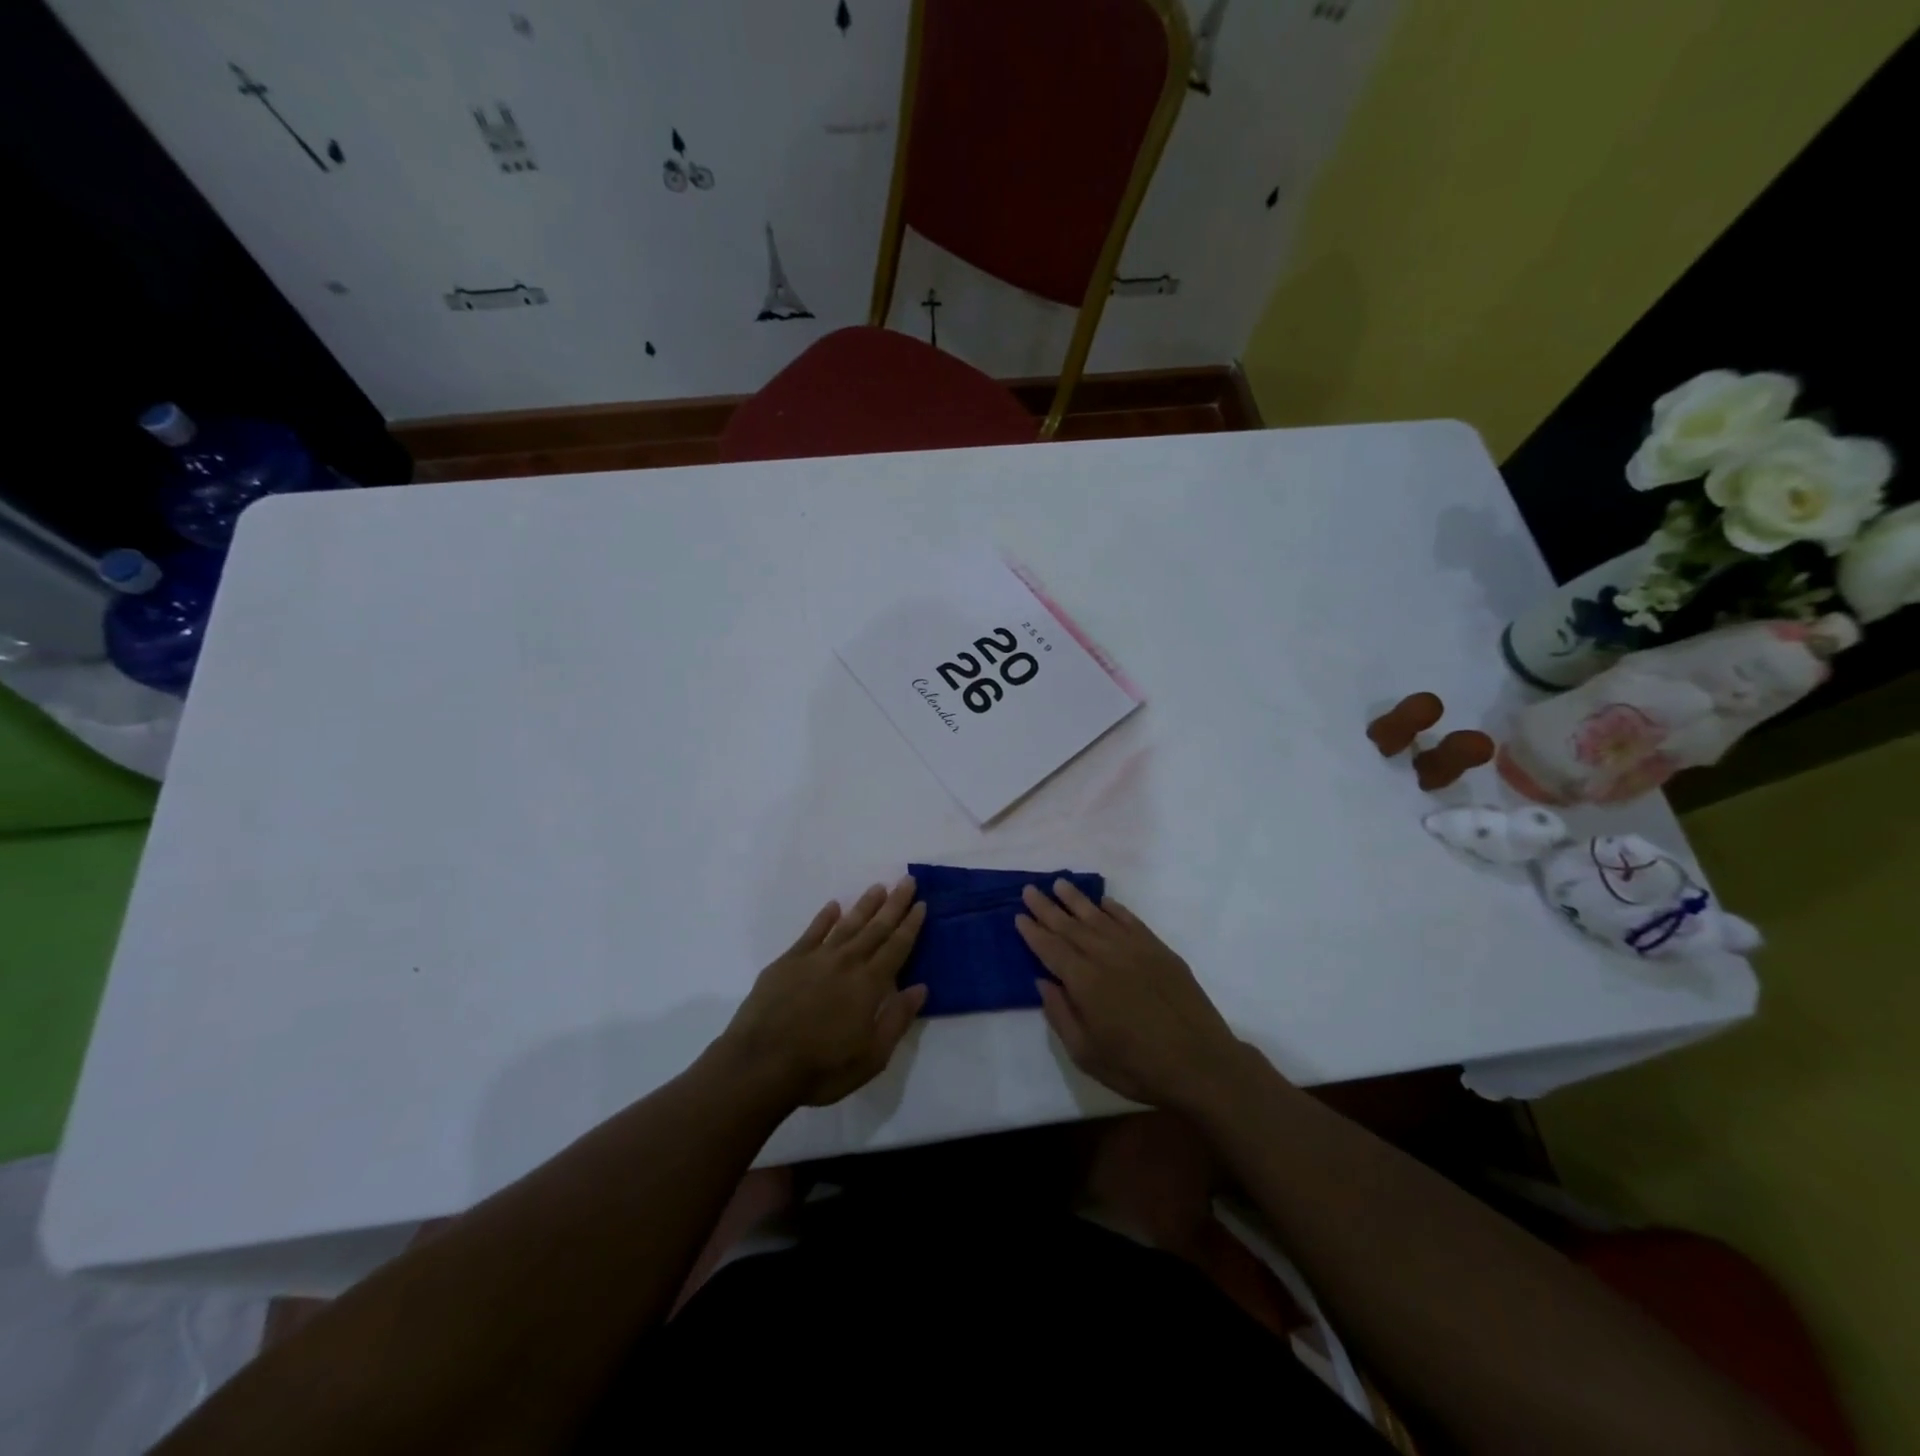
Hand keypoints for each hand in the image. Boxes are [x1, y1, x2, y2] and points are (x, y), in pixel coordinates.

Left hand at [719, 878, 927, 1107]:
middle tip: (907, 881)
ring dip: (865, 905)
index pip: (897, 947)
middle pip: (876, 928)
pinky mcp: (788, 961)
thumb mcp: (871, 1057)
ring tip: (878, 887)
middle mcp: (846, 962)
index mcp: (869, 984)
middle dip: (894, 904)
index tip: (922, 904)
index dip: (911, 925)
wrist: (760, 1064)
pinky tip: (833, 906)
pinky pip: (812, 932)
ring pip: (846, 924)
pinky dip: (824, 917)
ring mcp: (815, 958)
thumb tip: (920, 988)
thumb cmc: (821, 1068)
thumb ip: (897, 1019)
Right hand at [1017, 880, 1243, 1110]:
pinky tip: (1103, 902)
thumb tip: (1043, 981)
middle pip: (1070, 926)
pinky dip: (1113, 909)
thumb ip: (1061, 1015)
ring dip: (1076, 899)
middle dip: (1047, 908)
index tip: (1018, 916)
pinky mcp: (1159, 950)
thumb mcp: (1086, 1054)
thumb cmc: (1138, 1067)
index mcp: (1085, 982)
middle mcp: (1106, 956)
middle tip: (1030, 890)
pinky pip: (1130, 920)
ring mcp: (1135, 949)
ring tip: (1059, 884)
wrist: (1201, 1064)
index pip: (1051, 948)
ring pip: (1098, 916)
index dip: (1033, 932)